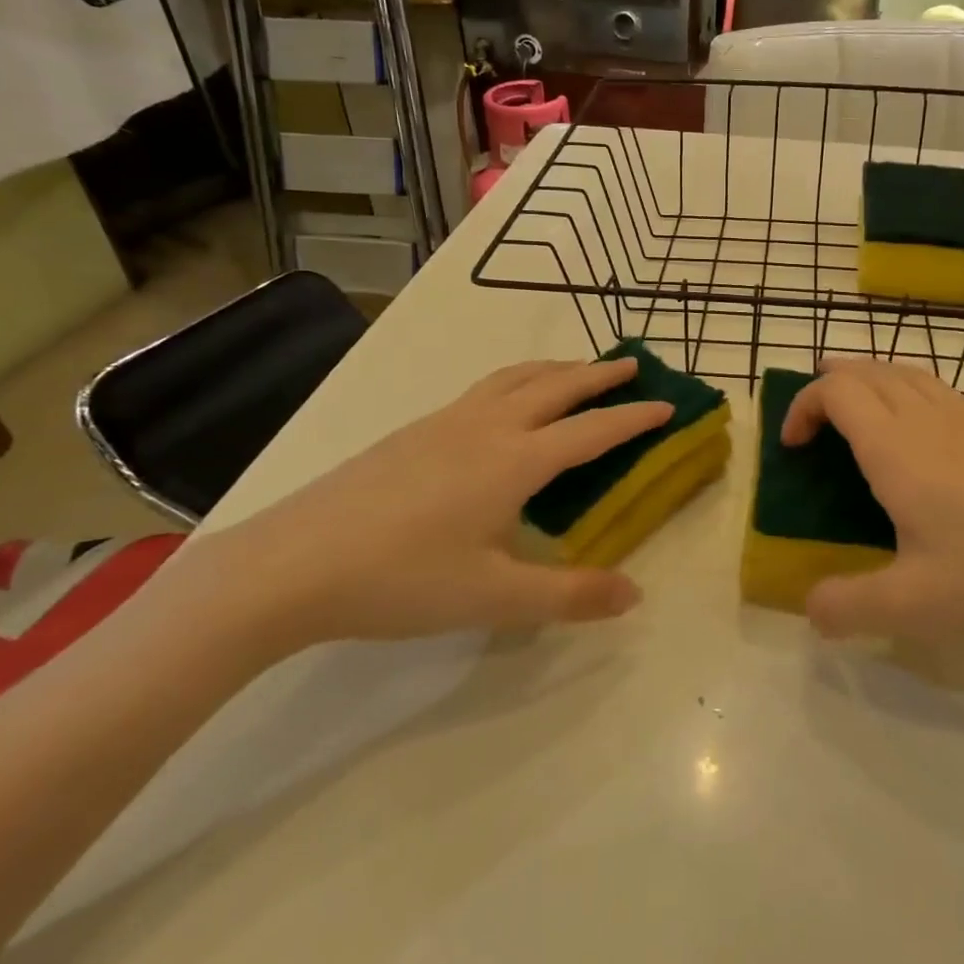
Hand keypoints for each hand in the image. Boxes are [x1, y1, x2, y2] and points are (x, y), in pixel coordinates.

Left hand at [184, 357, 672, 654]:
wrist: (293, 563)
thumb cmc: (401, 580)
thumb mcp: (494, 598)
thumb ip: (569, 594)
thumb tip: (634, 593)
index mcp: (515, 460)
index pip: (592, 430)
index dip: (634, 417)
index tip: (669, 404)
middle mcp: (486, 427)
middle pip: (555, 385)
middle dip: (598, 374)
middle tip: (632, 365)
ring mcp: (444, 422)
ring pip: (514, 378)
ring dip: (554, 369)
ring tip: (576, 370)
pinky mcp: (412, 431)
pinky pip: (483, 390)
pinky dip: (516, 382)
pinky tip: (504, 405)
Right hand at [784, 358, 963, 643]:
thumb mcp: (917, 607)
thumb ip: (850, 607)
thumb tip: (810, 609)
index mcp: (898, 448)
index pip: (835, 391)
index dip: (803, 406)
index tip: (792, 447)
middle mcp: (929, 418)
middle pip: (867, 370)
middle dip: (829, 384)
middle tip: (813, 422)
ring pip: (905, 372)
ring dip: (868, 380)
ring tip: (856, 412)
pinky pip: (937, 389)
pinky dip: (906, 391)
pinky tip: (919, 434)